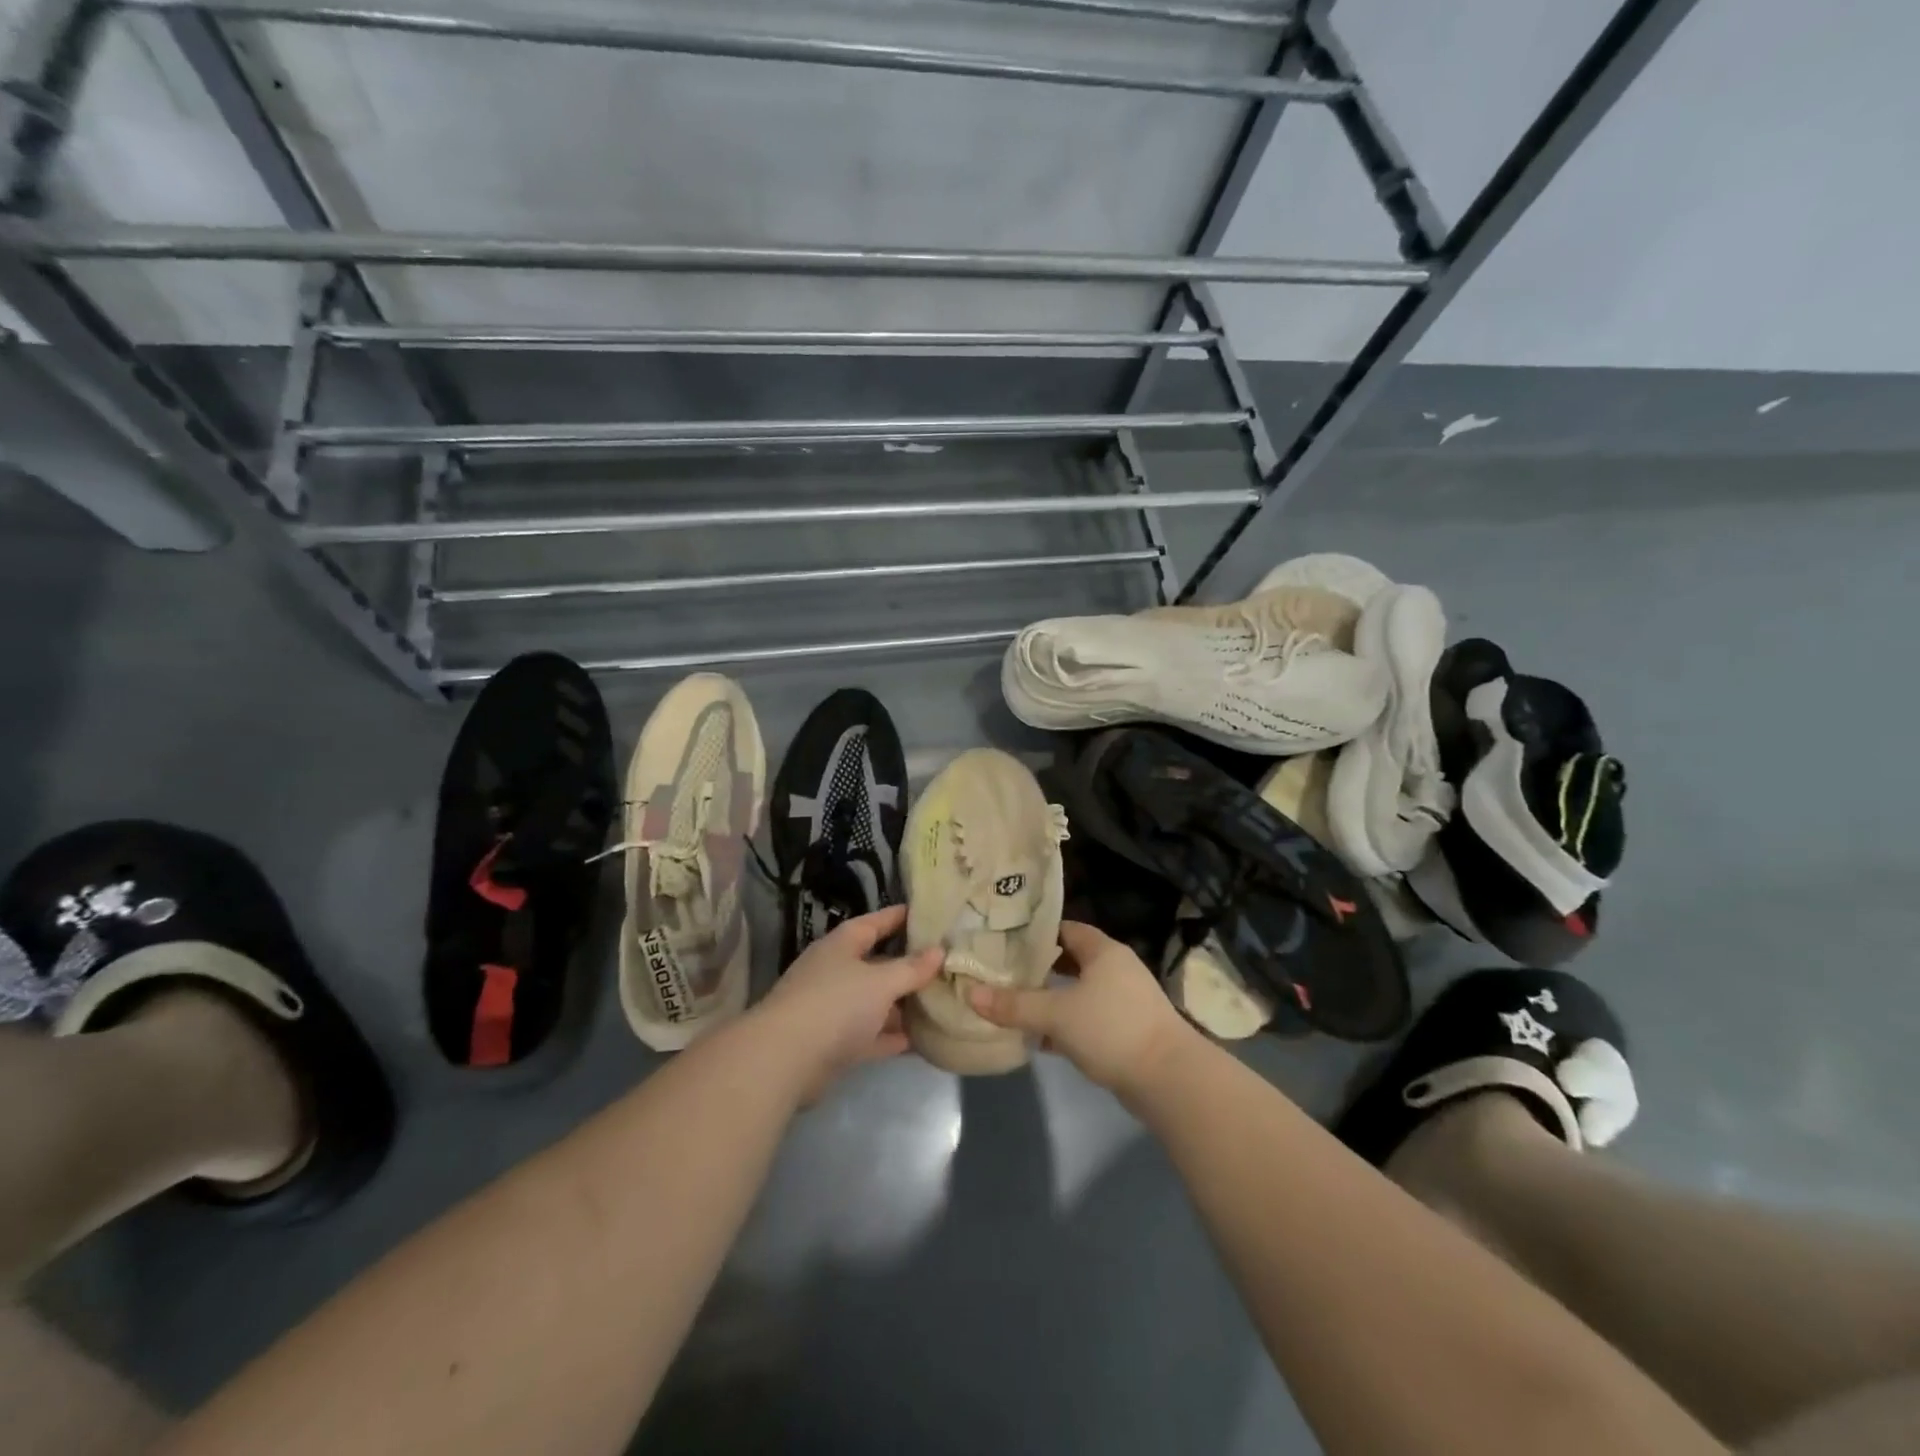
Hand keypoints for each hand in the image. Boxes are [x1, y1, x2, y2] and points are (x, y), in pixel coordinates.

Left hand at [751, 905, 942, 1103]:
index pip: (876, 922)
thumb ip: (911, 968)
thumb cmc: (835, 1004)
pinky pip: (871, 1034)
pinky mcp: (834, 1043)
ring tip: (942, 1001)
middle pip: (878, 963)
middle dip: (909, 965)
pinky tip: (922, 1039)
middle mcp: (836, 971)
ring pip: (876, 1001)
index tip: (931, 915)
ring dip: (903, 1004)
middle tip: (947, 963)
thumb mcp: (881, 982)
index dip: (901, 917)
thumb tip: (939, 950)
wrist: (784, 1060)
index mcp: (843, 945)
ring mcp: (834, 1008)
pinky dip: (893, 1036)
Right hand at [966, 920, 1191, 1099]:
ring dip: (1050, 998)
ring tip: (1014, 1003)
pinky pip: (1087, 1018)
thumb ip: (1014, 1005)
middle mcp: (1116, 969)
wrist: (1168, 1079)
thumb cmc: (1111, 1029)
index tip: (1004, 940)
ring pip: (1077, 991)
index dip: (1035, 933)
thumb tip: (971, 993)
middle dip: (1038, 966)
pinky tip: (1039, 1039)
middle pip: (1070, 959)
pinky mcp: (1126, 1030)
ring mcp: (1124, 1000)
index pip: (1064, 929)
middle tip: (1002, 971)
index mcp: (1103, 951)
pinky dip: (1065, 1024)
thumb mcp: (1056, 1014)